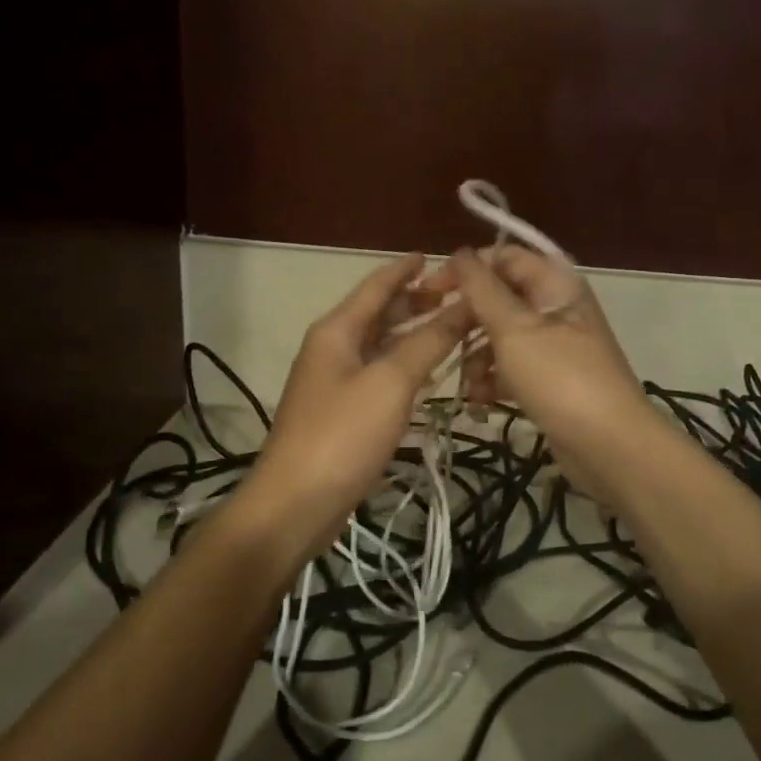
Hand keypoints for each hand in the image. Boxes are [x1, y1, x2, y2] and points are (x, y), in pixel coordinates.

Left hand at [232, 253, 470, 559]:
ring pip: (380, 345)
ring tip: (452, 329)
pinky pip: (379, 375)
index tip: (438, 256)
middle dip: (416, 301)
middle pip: (379, 313)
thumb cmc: (342, 434)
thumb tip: (464, 306)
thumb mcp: (390, 382)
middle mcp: (333, 348)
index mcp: (337, 330)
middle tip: (458, 297)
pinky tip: (429, 373)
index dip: (406, 269)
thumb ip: (428, 342)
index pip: (377, 285)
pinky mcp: (342, 413)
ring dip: (414, 334)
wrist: (295, 503)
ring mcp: (335, 381)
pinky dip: (404, 366)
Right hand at [449, 246, 655, 501]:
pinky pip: (512, 368)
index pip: (505, 257)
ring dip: (478, 358)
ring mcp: (555, 346)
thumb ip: (483, 289)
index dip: (468, 268)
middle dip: (470, 321)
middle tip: (443, 342)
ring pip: (502, 337)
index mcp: (556, 284)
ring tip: (471, 385)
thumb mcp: (515, 329)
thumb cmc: (560, 378)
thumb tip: (461, 253)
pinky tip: (484, 402)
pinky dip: (494, 381)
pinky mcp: (550, 380)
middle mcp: (556, 308)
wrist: (609, 445)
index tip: (433, 290)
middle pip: (501, 299)